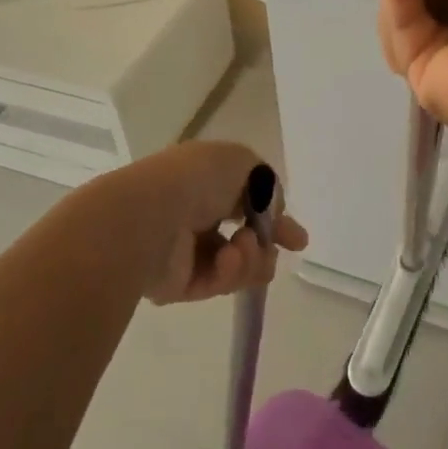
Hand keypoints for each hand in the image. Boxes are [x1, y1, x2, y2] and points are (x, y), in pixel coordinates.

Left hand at [135, 141, 308, 304]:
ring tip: (241, 246)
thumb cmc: (196, 179)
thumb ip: (266, 186)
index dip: (276, 217)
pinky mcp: (179, 285)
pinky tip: (225, 260)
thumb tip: (270, 213)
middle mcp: (196, 213)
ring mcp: (186, 251)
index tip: (298, 239)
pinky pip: (218, 283)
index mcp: (205, 179)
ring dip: (250, 255)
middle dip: (267, 243)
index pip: (247, 200)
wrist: (149, 217)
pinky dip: (229, 272)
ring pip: (238, 263)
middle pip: (245, 237)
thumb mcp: (244, 163)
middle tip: (287, 247)